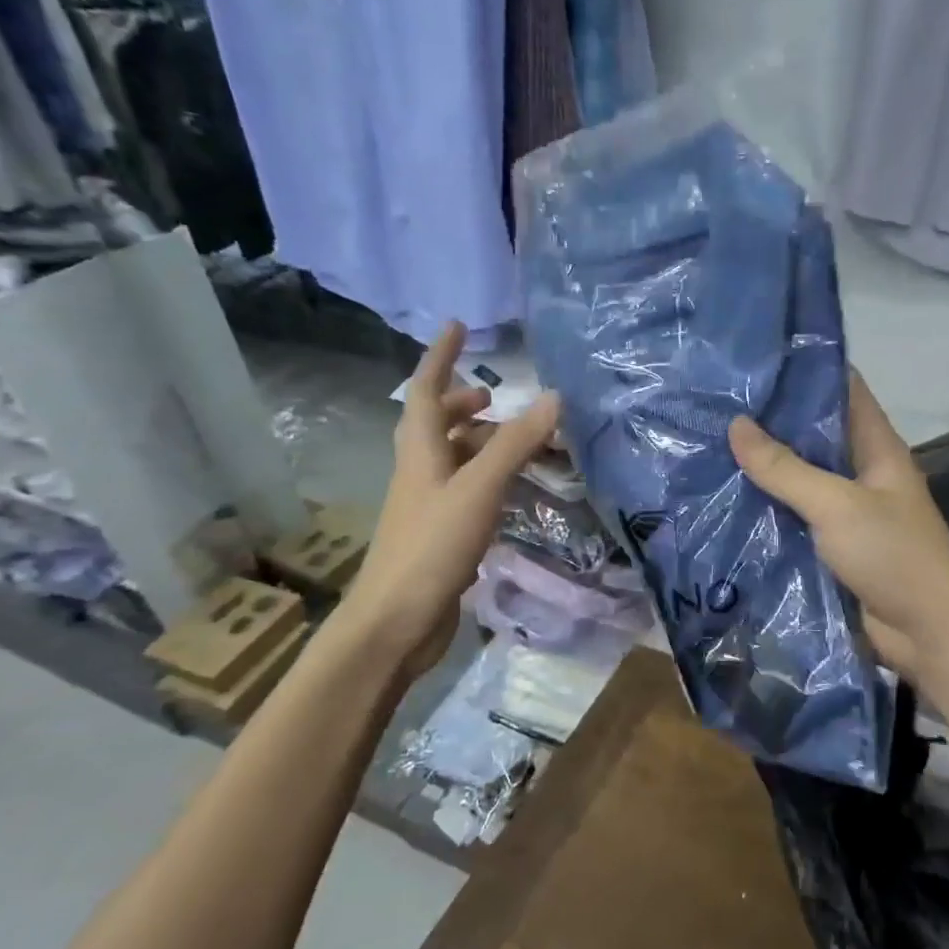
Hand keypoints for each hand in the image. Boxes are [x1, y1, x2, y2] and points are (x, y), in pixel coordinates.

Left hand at [335, 323, 559, 680]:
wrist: (395, 622)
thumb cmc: (431, 546)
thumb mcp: (478, 489)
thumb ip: (515, 445)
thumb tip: (553, 397)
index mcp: (420, 451)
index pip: (425, 390)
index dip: (440, 357)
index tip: (457, 327)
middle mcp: (419, 472)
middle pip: (435, 425)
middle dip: (461, 404)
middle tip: (494, 398)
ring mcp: (427, 506)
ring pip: (451, 460)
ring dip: (478, 443)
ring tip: (514, 441)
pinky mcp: (439, 535)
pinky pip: (464, 491)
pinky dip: (486, 479)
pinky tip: (510, 491)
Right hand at [728, 374, 948, 682]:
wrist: (927, 632)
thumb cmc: (892, 554)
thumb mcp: (836, 503)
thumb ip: (785, 468)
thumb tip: (736, 424)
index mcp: (876, 447)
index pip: (843, 390)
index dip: (806, 370)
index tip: (757, 359)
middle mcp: (861, 471)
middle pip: (814, 435)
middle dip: (771, 422)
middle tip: (716, 404)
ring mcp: (846, 510)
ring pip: (799, 478)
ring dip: (763, 468)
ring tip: (709, 445)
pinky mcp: (832, 545)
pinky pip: (794, 517)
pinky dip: (766, 509)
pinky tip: (726, 500)